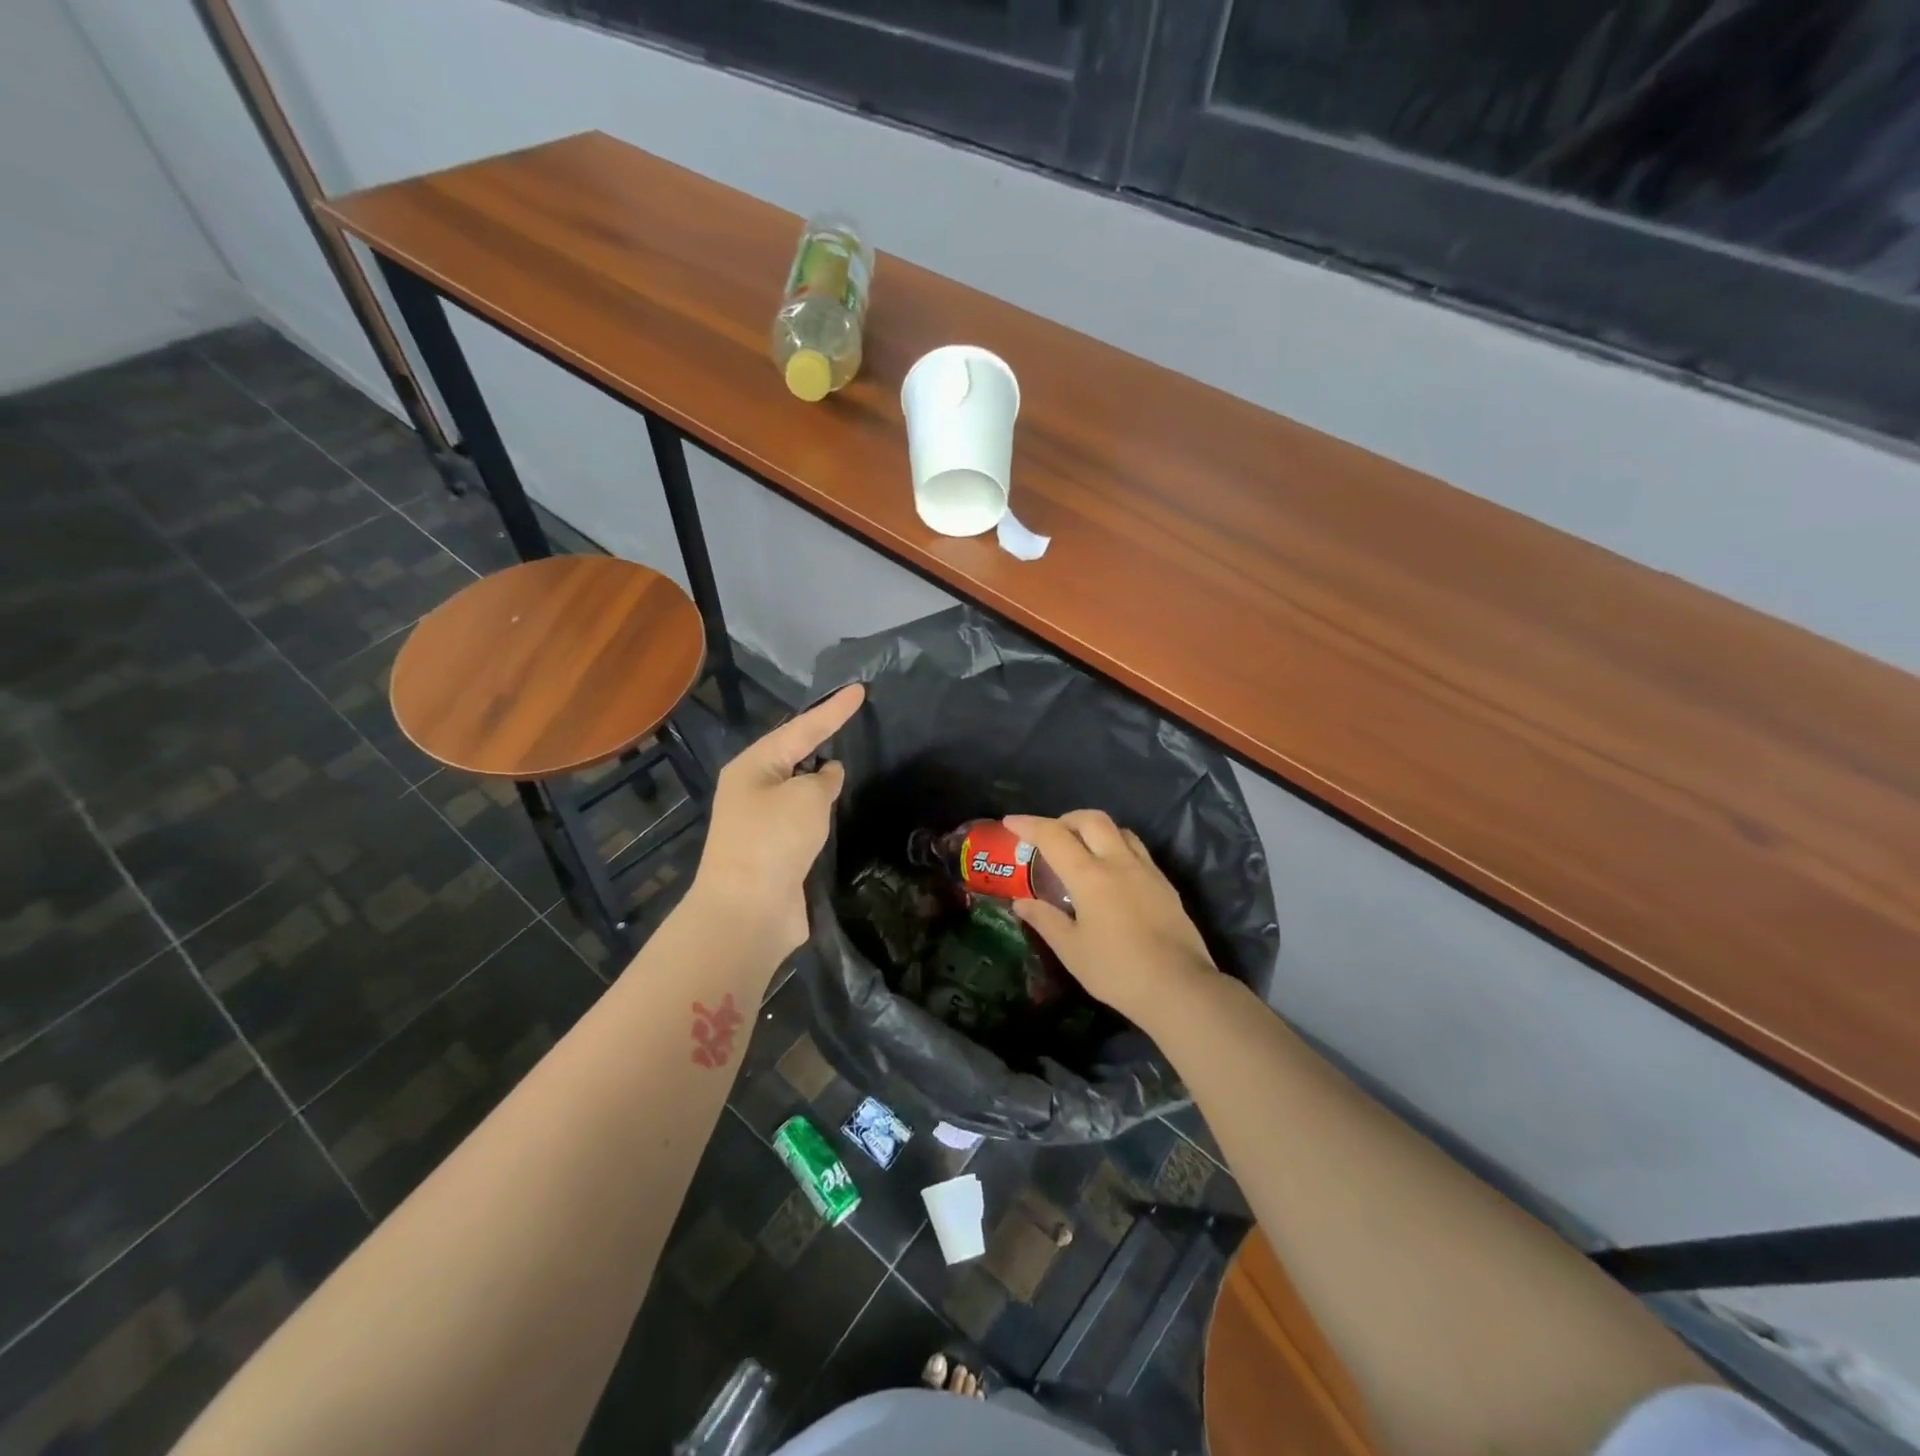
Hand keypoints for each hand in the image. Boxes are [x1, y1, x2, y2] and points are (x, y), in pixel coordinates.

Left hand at [687, 684, 864, 965]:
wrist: (748, 912)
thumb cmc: (774, 841)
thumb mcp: (806, 797)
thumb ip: (823, 779)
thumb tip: (827, 775)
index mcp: (753, 767)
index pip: (801, 728)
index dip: (833, 710)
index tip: (860, 690)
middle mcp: (753, 790)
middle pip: (794, 754)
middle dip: (821, 737)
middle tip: (851, 718)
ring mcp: (762, 823)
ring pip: (799, 789)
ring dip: (821, 777)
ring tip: (849, 758)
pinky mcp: (776, 852)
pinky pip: (803, 819)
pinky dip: (821, 810)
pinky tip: (839, 806)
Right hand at [1003, 810, 1219, 1025]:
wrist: (1180, 987)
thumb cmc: (1118, 971)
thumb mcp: (1072, 951)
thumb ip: (1046, 920)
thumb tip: (1021, 903)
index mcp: (1090, 876)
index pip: (1054, 836)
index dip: (1029, 824)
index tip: (1010, 822)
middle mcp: (1119, 863)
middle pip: (1091, 819)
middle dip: (1065, 819)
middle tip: (1049, 837)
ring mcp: (1146, 870)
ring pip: (1118, 830)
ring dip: (1094, 830)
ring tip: (1081, 850)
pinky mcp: (1165, 884)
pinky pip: (1136, 850)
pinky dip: (1116, 847)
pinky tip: (1112, 874)